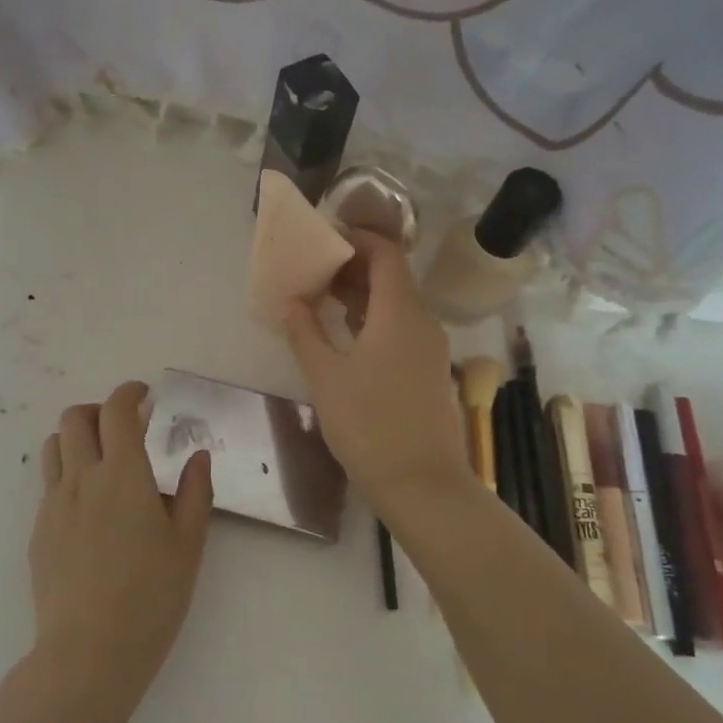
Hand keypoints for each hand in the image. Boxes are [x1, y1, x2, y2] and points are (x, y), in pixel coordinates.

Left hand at [29, 381, 212, 709]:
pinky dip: (68, 473)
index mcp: (123, 475)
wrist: (88, 653)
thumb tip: (196, 456)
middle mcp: (82, 478)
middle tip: (125, 429)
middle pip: (75, 418)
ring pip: (53, 446)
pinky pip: (49, 483)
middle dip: (99, 410)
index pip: (117, 411)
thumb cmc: (150, 598)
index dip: (129, 393)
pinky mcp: (39, 531)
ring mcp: (53, 504)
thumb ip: (194, 492)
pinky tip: (90, 508)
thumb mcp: (188, 545)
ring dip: (77, 438)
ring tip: (102, 460)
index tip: (144, 396)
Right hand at [284, 231, 470, 510]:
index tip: (326, 238)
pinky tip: (346, 335)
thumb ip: (305, 332)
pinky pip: (402, 328)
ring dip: (363, 295)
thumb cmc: (368, 425)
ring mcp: (430, 348)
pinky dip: (374, 319)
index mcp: (400, 313)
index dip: (358, 239)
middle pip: (392, 277)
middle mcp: (422, 322)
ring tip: (323, 298)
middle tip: (315, 270)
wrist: (421, 484)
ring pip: (397, 304)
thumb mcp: (326, 377)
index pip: (386, 254)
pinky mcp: (428, 370)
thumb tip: (292, 301)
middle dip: (354, 267)